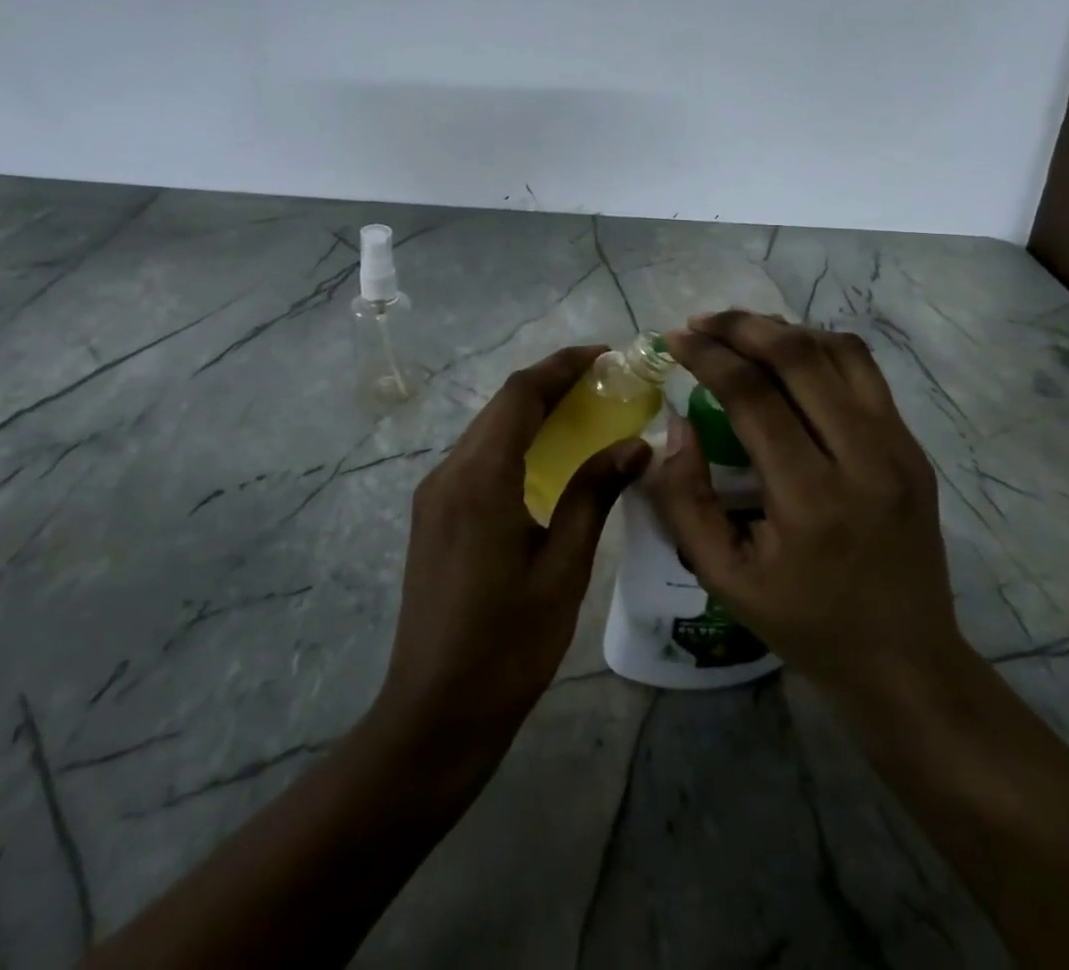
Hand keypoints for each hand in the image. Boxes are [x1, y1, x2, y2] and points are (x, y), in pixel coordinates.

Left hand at [371, 346, 651, 765]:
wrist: (434, 713)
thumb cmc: (507, 646)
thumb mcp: (563, 570)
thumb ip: (593, 497)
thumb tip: (634, 446)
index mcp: (479, 479)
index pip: (520, 395)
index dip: (562, 366)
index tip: (605, 354)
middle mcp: (448, 473)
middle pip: (501, 406)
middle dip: (551, 384)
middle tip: (604, 381)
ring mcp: (435, 494)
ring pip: (487, 429)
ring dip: (532, 411)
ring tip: (584, 411)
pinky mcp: (433, 514)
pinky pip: (477, 457)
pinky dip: (514, 442)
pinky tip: (546, 459)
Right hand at [651, 312, 968, 707]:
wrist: (907, 661)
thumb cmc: (806, 623)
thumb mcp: (723, 577)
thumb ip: (685, 499)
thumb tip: (676, 424)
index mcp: (811, 499)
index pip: (754, 396)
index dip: (708, 357)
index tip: (673, 338)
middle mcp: (864, 459)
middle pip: (799, 357)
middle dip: (741, 326)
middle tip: (701, 322)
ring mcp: (898, 447)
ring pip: (838, 351)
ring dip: (783, 330)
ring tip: (739, 333)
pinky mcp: (913, 447)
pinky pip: (864, 373)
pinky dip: (819, 349)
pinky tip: (787, 358)